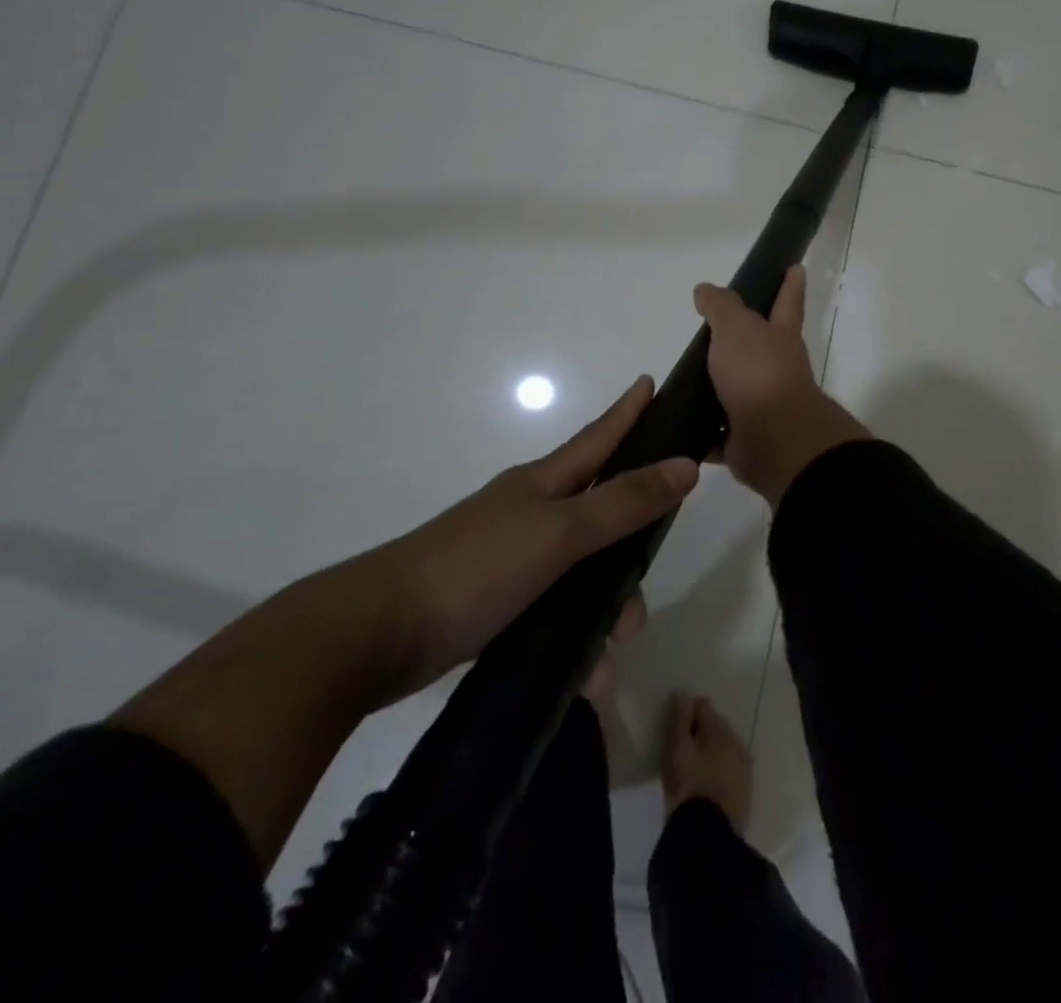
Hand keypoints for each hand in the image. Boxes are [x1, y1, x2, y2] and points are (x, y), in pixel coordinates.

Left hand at [369, 376, 697, 695]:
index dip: (628, 412)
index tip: (651, 382)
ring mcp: (512, 559)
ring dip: (603, 615)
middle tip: (640, 599)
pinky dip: (574, 642)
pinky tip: (584, 678)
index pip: (599, 437)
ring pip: (582, 576)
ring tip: (608, 657)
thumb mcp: (559, 532)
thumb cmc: (475, 567)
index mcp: (544, 484)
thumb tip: (686, 465)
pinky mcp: (496, 604)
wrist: (374, 634)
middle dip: (629, 556)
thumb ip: (624, 502)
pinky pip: (554, 615)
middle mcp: (531, 514)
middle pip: (601, 518)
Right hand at [661, 690, 752, 832]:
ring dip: (710, 751)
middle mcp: (737, 741)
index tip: (672, 729)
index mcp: (720, 728)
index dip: (685, 712)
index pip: (702, 705)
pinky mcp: (745, 790)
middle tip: (681, 750)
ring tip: (693, 769)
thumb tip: (683, 693)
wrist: (708, 838)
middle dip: (699, 731)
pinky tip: (706, 784)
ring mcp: (744, 766)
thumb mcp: (677, 749)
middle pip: (715, 725)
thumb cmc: (688, 786)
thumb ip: (679, 718)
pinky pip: (729, 769)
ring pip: (724, 747)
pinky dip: (718, 769)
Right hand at [694, 266, 869, 504]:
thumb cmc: (758, 373)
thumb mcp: (736, 328)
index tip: (796, 267)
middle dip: (744, 341)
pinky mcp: (744, 439)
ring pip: (736, 392)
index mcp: (779, 337)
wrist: (774, 438)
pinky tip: (676, 426)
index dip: (790, 284)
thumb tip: (706, 289)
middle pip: (760, 349)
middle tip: (712, 332)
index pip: (787, 301)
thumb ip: (721, 307)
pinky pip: (717, 434)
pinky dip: (701, 432)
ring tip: (683, 382)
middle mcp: (776, 370)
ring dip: (715, 388)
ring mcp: (763, 406)